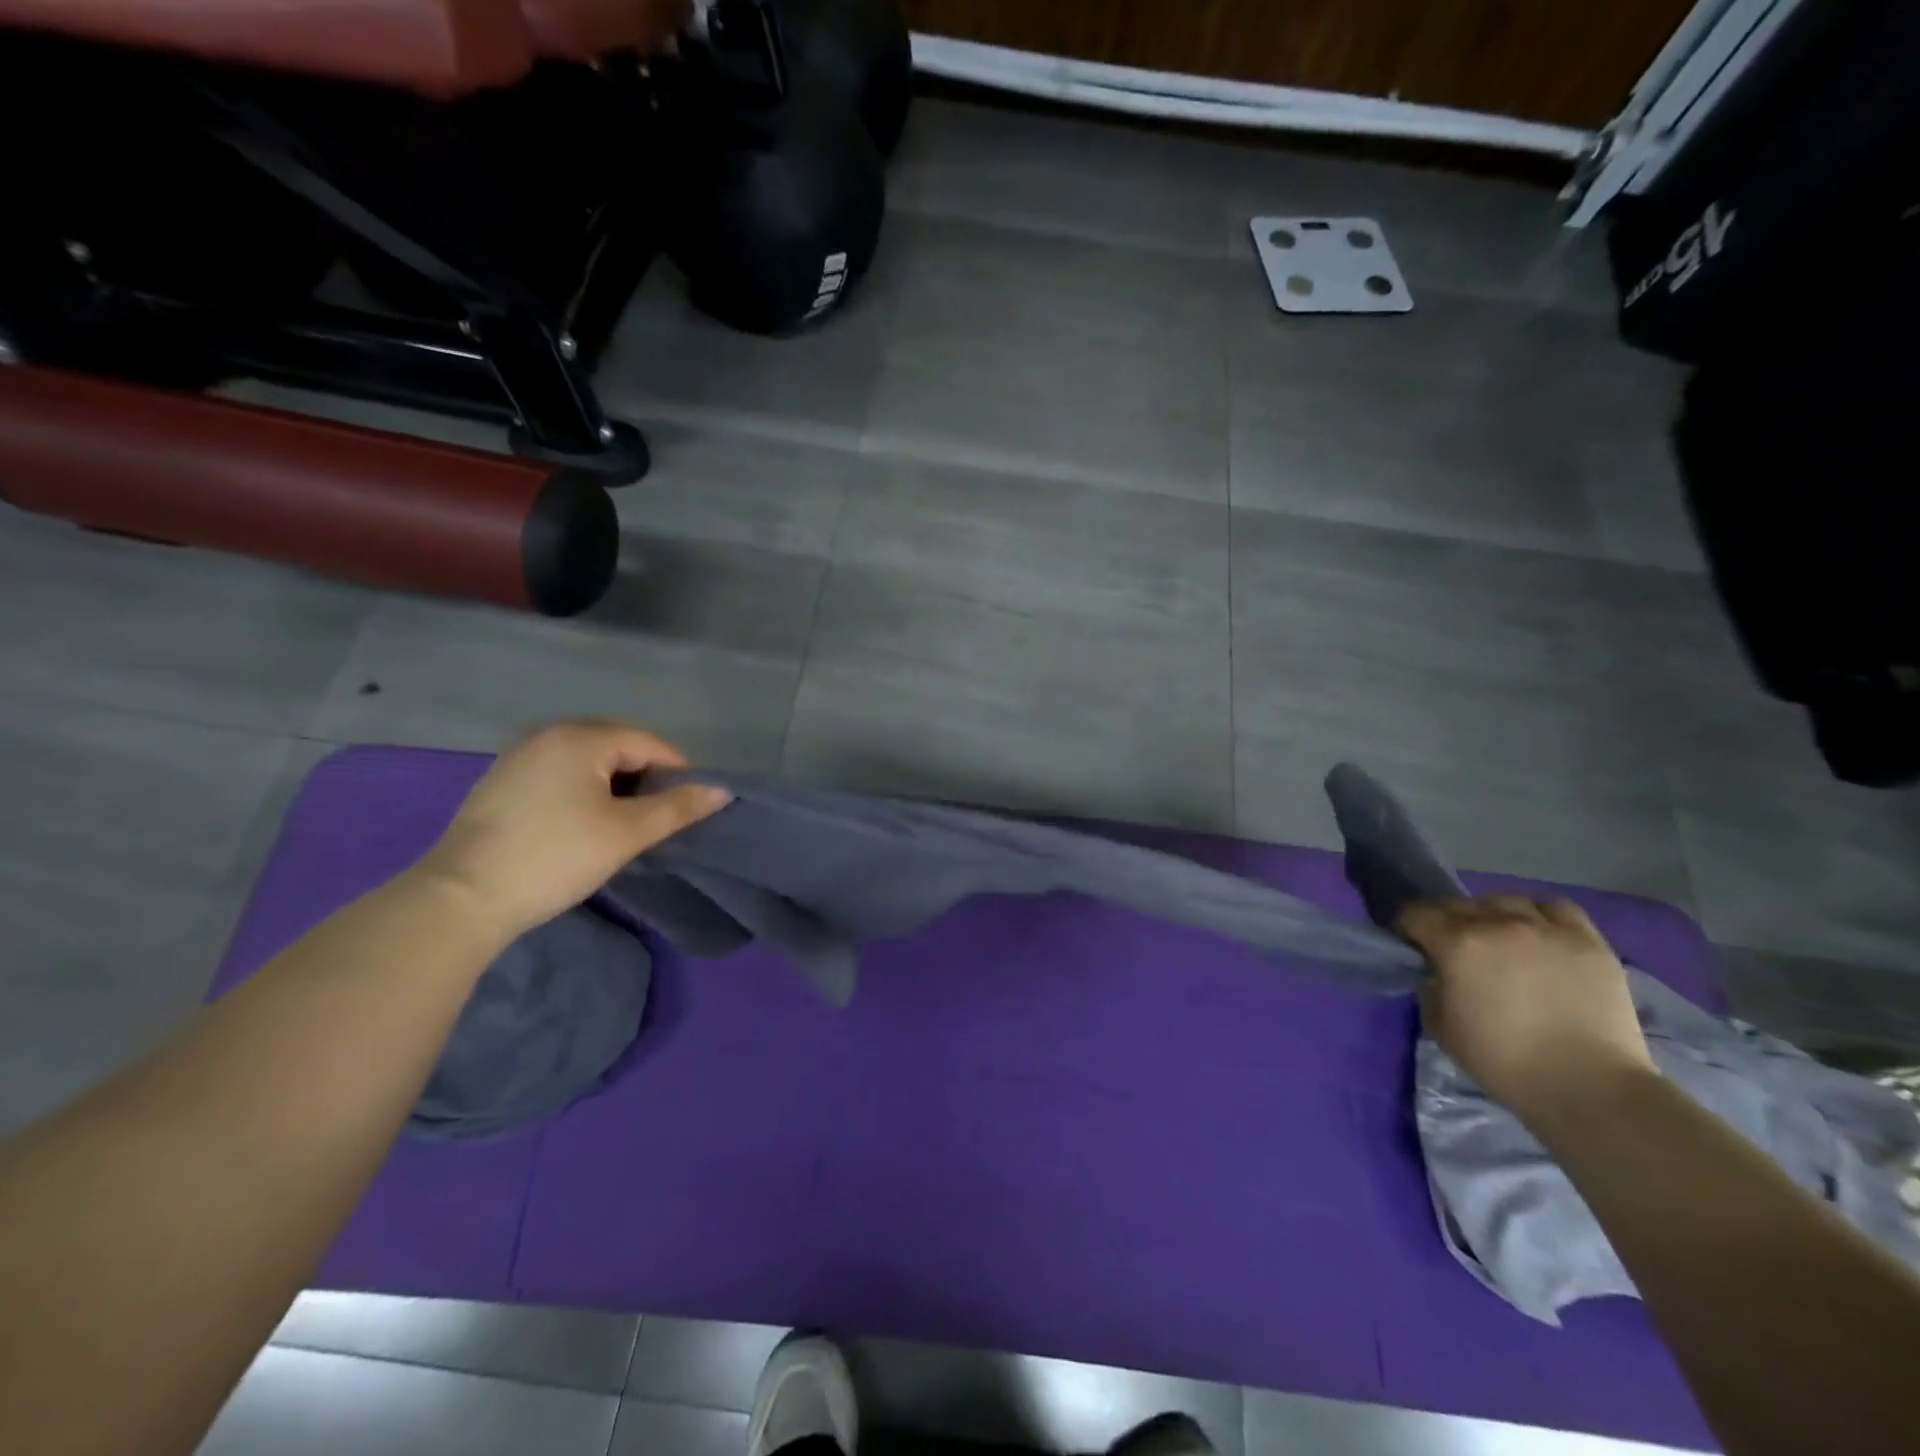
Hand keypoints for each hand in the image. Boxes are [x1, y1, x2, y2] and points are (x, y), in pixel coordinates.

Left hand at [416, 722, 730, 940]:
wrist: (461, 898)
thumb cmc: (555, 856)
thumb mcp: (627, 833)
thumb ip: (678, 807)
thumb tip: (722, 790)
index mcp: (580, 737)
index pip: (648, 742)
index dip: (678, 772)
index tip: (689, 807)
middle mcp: (548, 735)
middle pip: (617, 746)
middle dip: (646, 778)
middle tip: (659, 818)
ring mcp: (519, 757)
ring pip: (588, 762)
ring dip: (615, 786)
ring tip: (625, 824)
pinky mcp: (501, 783)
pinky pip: (560, 775)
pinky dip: (584, 792)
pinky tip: (584, 825)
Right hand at [1397, 896, 1656, 1120]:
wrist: (1589, 1087)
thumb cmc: (1504, 1062)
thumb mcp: (1442, 1028)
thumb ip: (1430, 989)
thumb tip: (1436, 972)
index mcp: (1457, 944)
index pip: (1417, 914)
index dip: (1409, 927)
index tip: (1413, 944)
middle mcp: (1498, 924)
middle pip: (1458, 903)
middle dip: (1448, 921)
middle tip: (1454, 947)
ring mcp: (1546, 929)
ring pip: (1506, 900)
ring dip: (1493, 914)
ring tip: (1500, 938)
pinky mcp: (1588, 941)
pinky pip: (1555, 908)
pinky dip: (1540, 915)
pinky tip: (1540, 934)